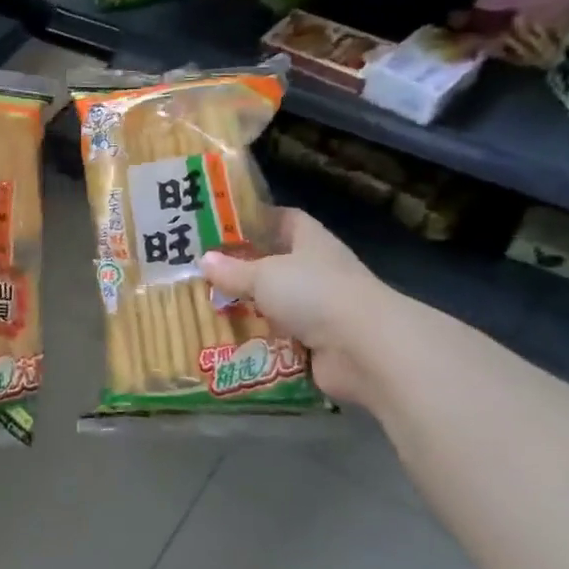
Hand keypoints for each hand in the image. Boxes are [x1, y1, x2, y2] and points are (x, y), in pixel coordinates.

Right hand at [201, 209, 395, 407]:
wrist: (365, 349)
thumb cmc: (315, 293)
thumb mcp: (264, 275)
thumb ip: (233, 270)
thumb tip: (204, 260)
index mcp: (311, 242)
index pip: (285, 220)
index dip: (257, 219)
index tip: (223, 225)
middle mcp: (318, 271)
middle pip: (277, 263)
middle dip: (244, 268)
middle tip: (204, 271)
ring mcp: (321, 309)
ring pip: (276, 303)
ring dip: (249, 308)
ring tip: (207, 307)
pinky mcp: (318, 344)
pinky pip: (280, 338)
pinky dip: (258, 341)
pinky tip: (226, 341)